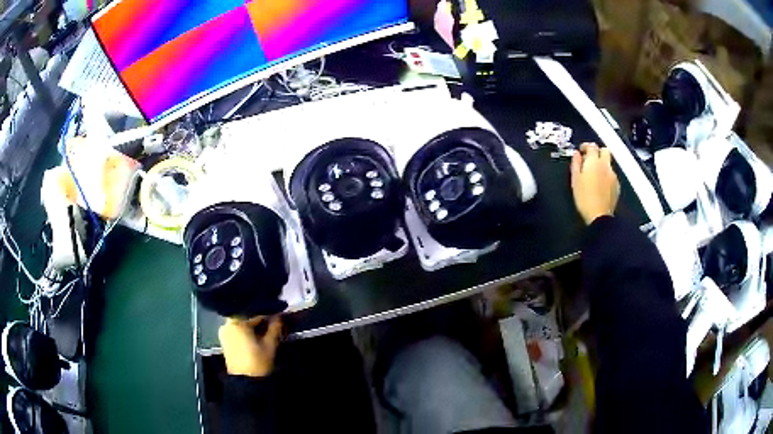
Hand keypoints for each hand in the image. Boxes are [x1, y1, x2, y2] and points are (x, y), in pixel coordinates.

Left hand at [219, 316, 282, 377]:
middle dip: (259, 318)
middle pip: (246, 316)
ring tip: (266, 328)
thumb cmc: (258, 362)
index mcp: (237, 322)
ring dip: (252, 324)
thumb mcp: (270, 344)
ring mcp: (225, 332)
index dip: (268, 312)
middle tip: (273, 321)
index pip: (255, 312)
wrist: (245, 381)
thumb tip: (279, 316)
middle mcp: (228, 324)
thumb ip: (275, 328)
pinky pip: (237, 330)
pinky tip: (256, 335)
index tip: (278, 314)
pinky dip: (246, 330)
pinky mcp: (225, 340)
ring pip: (241, 323)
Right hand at [571, 143, 619, 224]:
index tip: (581, 151)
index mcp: (594, 162)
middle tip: (590, 159)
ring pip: (608, 163)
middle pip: (605, 150)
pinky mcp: (617, 186)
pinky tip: (600, 184)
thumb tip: (576, 155)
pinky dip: (606, 175)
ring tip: (594, 174)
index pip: (592, 146)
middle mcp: (606, 165)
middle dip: (598, 152)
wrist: (599, 215)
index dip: (585, 146)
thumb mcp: (575, 180)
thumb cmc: (584, 198)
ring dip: (602, 164)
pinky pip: (611, 175)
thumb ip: (575, 164)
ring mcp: (613, 175)